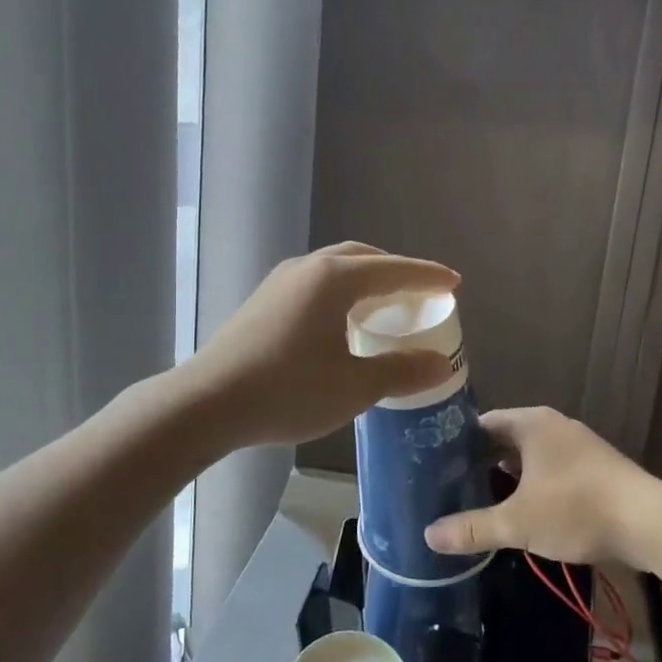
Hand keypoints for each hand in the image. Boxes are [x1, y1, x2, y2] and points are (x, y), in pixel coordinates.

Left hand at [186, 242, 461, 448]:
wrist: (207, 402)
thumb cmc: (287, 391)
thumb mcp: (354, 387)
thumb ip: (400, 370)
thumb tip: (440, 363)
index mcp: (334, 280)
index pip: (394, 270)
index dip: (427, 276)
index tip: (454, 283)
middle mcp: (307, 269)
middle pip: (362, 258)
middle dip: (395, 271)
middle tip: (419, 293)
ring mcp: (280, 282)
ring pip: (334, 269)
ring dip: (365, 280)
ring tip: (383, 306)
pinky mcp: (262, 302)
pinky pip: (314, 285)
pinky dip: (340, 293)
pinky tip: (340, 323)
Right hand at [425, 407, 656, 567]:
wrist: (650, 524)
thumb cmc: (576, 509)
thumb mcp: (518, 522)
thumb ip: (472, 528)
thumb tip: (428, 536)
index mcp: (531, 423)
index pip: (482, 424)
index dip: (458, 443)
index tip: (435, 465)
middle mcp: (553, 426)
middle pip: (505, 439)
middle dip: (481, 462)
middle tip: (452, 486)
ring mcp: (577, 446)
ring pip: (530, 456)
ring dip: (508, 476)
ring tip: (480, 500)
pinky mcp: (595, 468)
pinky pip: (552, 470)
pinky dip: (533, 485)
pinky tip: (523, 510)